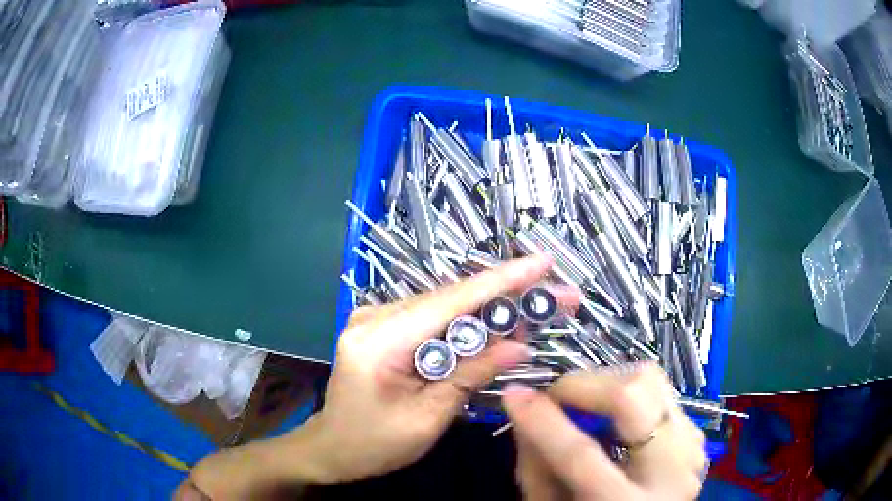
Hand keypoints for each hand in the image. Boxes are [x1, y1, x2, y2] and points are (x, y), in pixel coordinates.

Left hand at [292, 254, 580, 484]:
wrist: (332, 448)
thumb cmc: (374, 444)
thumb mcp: (426, 419)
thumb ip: (470, 376)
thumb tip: (520, 345)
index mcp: (378, 341)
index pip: (450, 302)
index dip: (501, 280)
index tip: (543, 263)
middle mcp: (374, 317)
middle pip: (451, 298)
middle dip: (507, 295)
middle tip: (556, 295)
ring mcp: (375, 318)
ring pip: (444, 304)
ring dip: (490, 307)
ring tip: (536, 308)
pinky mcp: (383, 327)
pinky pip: (432, 317)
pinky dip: (467, 321)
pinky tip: (497, 324)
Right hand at [504, 364, 706, 499]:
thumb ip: (535, 464)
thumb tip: (523, 406)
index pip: (581, 455)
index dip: (543, 421)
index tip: (513, 394)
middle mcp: (673, 471)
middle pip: (632, 397)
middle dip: (583, 386)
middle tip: (554, 397)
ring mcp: (691, 444)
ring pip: (651, 380)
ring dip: (606, 383)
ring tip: (583, 404)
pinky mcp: (695, 429)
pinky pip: (660, 390)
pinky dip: (627, 391)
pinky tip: (612, 415)